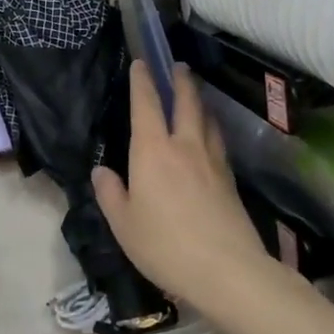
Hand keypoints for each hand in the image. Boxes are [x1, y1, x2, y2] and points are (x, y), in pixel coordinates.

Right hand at [93, 62, 299, 322]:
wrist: (227, 271)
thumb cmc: (164, 245)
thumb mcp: (123, 224)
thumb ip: (110, 193)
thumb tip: (102, 170)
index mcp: (153, 151)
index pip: (147, 105)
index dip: (143, 81)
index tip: (142, 63)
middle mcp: (185, 147)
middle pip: (187, 103)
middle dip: (181, 81)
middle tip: (178, 66)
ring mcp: (213, 162)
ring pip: (208, 120)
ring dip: (200, 102)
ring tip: (196, 96)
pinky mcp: (231, 181)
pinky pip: (219, 142)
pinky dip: (212, 129)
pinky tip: (211, 137)